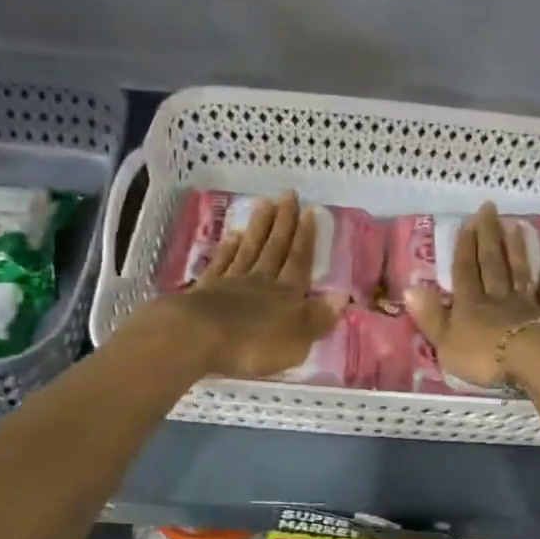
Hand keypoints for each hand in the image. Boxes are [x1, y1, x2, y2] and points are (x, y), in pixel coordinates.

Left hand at [146, 191, 345, 379]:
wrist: (198, 338)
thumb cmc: (254, 344)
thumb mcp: (297, 340)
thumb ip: (318, 318)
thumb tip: (342, 296)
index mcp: (287, 294)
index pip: (300, 261)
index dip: (307, 238)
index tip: (311, 211)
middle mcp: (261, 281)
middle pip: (275, 247)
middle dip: (284, 221)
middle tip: (288, 194)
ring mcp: (231, 282)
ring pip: (249, 248)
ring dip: (258, 226)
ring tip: (264, 203)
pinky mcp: (206, 289)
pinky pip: (221, 263)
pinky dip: (228, 248)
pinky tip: (232, 235)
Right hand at [404, 203, 539, 389]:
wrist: (533, 360)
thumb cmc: (484, 355)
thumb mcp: (446, 341)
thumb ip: (430, 316)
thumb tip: (409, 288)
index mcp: (470, 304)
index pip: (465, 270)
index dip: (464, 247)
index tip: (467, 221)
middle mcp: (497, 297)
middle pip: (492, 263)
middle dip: (489, 236)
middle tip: (490, 208)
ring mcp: (525, 305)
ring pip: (518, 271)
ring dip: (515, 249)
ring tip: (515, 225)